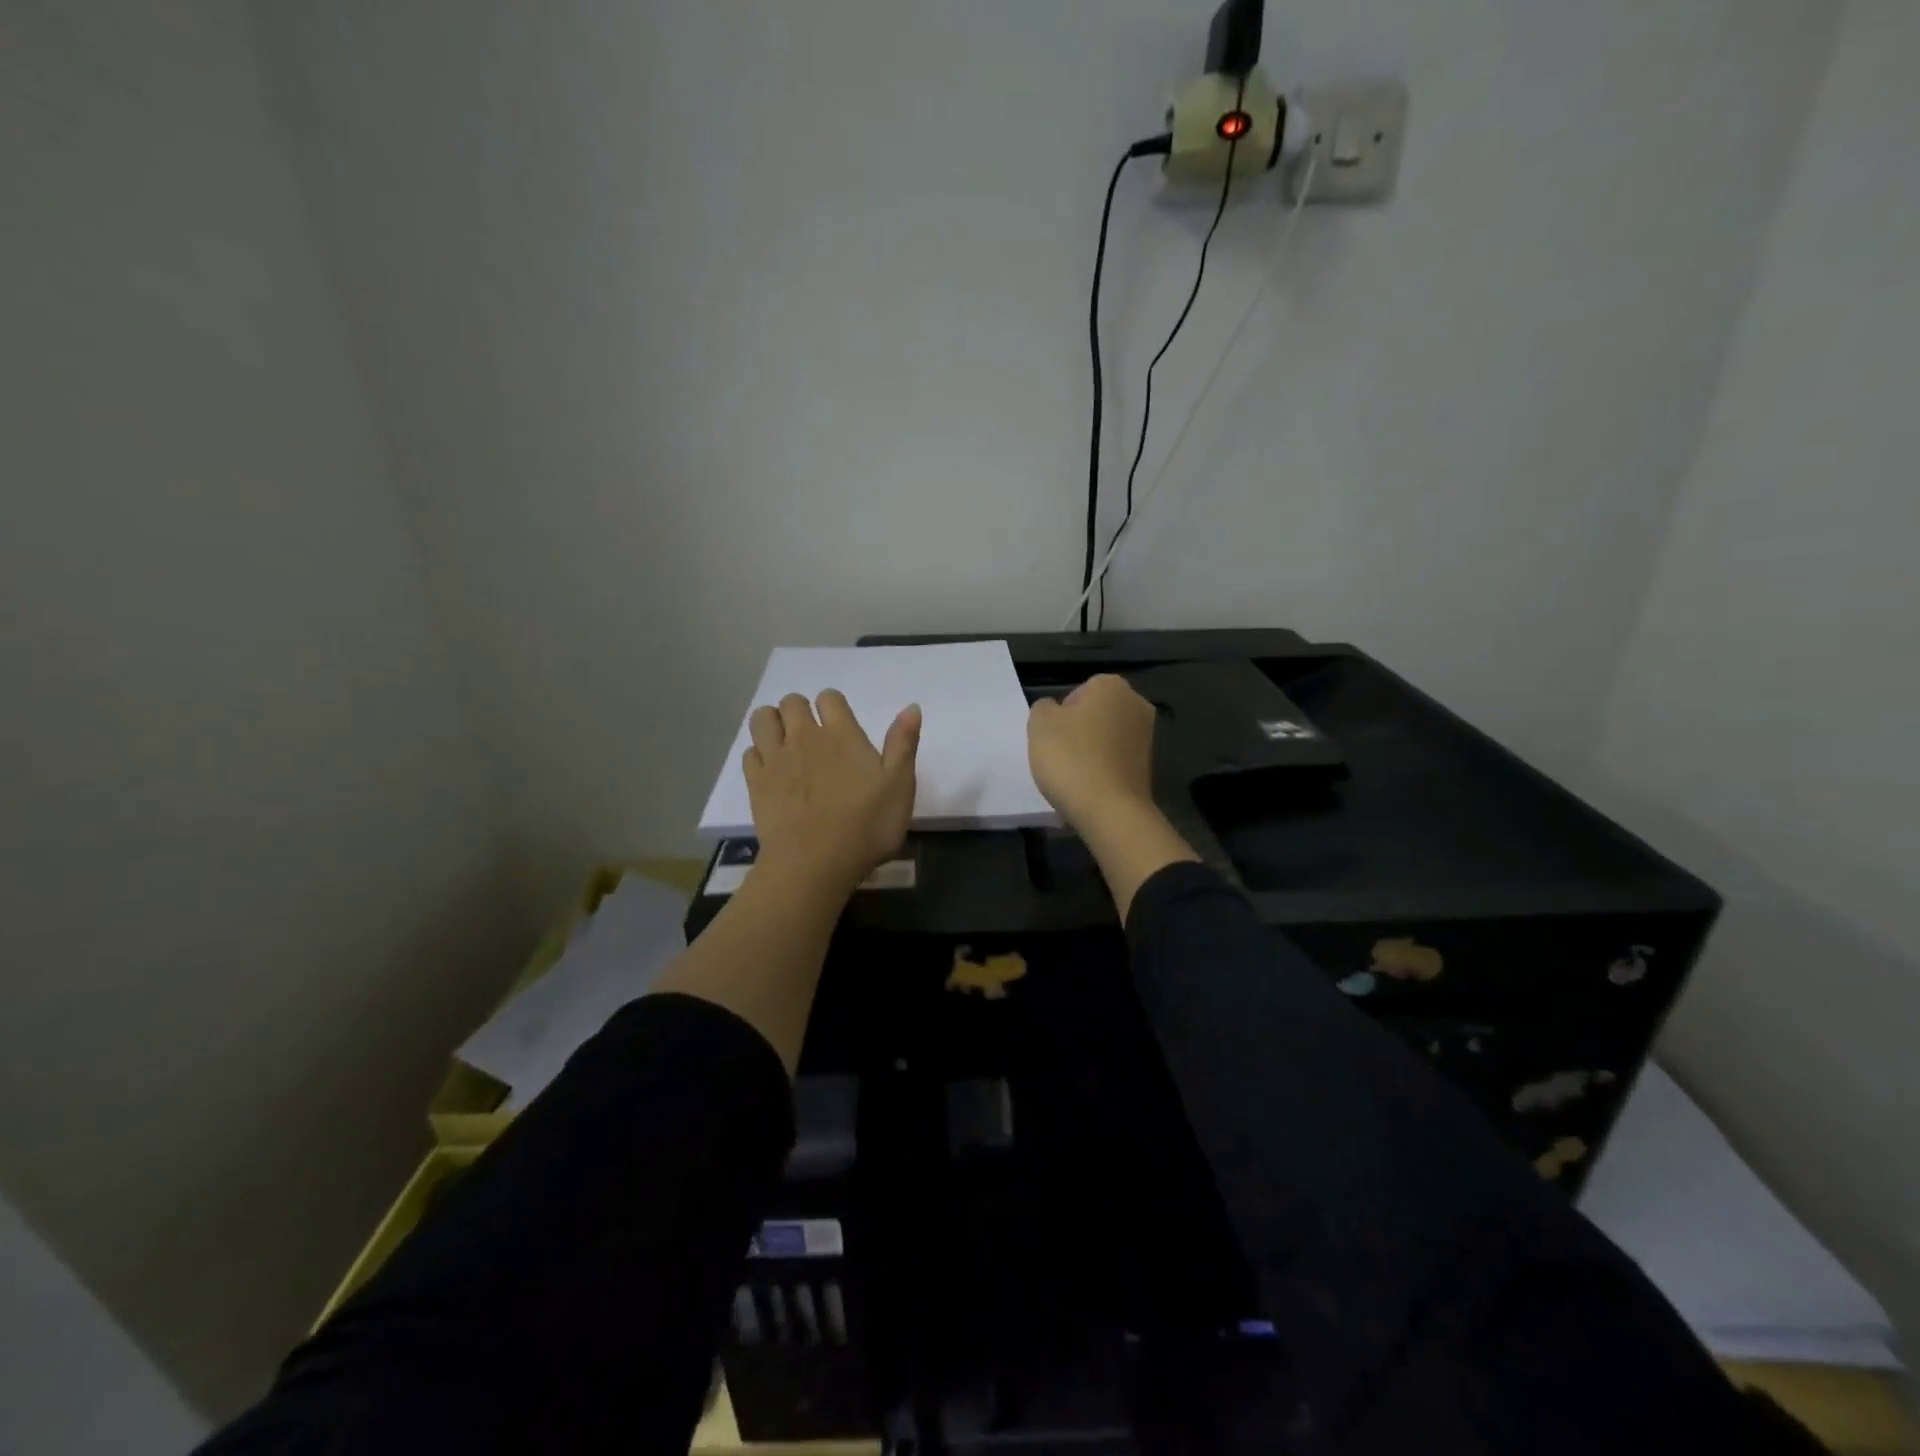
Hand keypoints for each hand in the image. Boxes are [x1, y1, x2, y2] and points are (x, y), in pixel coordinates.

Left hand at [744, 690, 921, 893]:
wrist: (816, 862)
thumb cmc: (867, 824)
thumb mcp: (900, 785)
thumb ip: (903, 743)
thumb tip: (911, 706)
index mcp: (842, 734)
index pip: (830, 698)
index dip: (833, 705)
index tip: (840, 723)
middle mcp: (805, 737)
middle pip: (792, 702)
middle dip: (799, 710)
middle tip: (811, 733)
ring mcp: (776, 759)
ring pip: (763, 719)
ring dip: (773, 722)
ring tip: (785, 743)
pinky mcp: (756, 783)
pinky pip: (750, 753)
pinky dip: (759, 754)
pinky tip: (771, 770)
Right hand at [1026, 674, 1156, 833]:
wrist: (1110, 811)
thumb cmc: (1071, 758)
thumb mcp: (1039, 724)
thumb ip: (1043, 707)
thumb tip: (1055, 710)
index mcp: (1111, 685)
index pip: (1077, 692)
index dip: (1061, 714)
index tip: (1053, 737)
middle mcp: (1136, 704)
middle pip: (1095, 714)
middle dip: (1078, 731)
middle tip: (1060, 755)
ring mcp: (1147, 736)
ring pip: (1105, 738)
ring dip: (1090, 751)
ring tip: (1073, 775)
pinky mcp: (1148, 766)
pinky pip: (1115, 761)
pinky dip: (1102, 770)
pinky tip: (1089, 788)